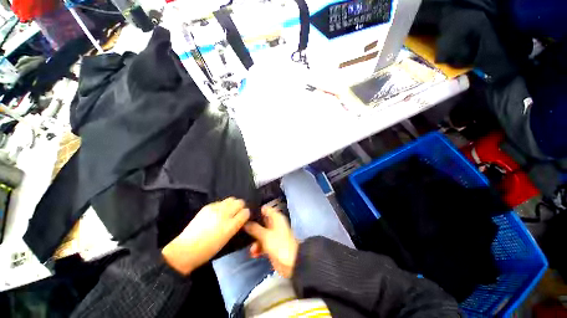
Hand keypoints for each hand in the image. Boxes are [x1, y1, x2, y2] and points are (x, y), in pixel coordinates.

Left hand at [162, 197, 249, 274]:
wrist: (186, 250)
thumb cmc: (209, 249)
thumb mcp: (227, 239)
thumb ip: (236, 225)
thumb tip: (242, 217)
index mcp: (230, 225)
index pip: (245, 212)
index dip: (246, 214)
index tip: (244, 217)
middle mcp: (224, 214)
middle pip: (239, 202)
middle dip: (240, 206)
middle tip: (237, 214)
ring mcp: (215, 208)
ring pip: (231, 199)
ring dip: (232, 204)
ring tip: (228, 212)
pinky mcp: (207, 207)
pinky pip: (220, 202)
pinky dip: (222, 205)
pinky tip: (218, 213)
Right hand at [244, 206, 298, 277]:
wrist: (291, 263)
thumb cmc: (279, 245)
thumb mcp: (265, 236)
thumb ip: (255, 228)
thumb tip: (245, 222)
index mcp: (276, 218)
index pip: (266, 209)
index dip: (256, 210)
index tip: (245, 213)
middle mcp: (275, 224)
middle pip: (262, 222)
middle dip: (253, 226)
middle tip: (242, 229)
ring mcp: (273, 235)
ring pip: (261, 233)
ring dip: (255, 240)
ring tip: (252, 249)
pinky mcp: (272, 245)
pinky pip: (262, 243)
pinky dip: (258, 248)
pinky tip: (254, 253)